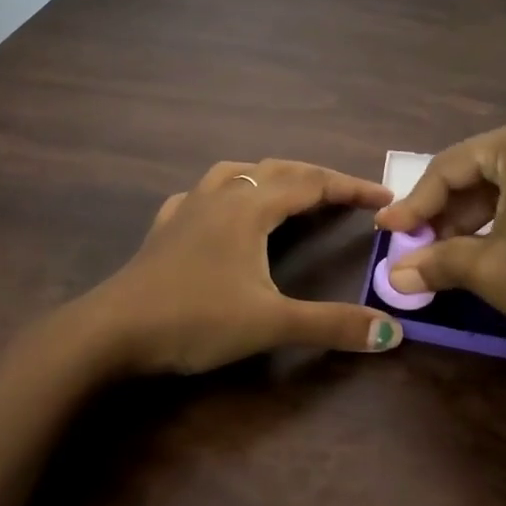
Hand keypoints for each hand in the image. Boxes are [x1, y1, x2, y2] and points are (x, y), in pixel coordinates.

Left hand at [86, 158, 405, 375]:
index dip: (350, 187)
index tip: (384, 196)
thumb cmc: (195, 319)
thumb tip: (393, 334)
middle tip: (346, 195)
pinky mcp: (165, 227)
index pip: (312, 184)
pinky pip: (202, 194)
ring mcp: (187, 208)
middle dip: (316, 178)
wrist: (112, 330)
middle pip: (277, 171)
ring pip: (236, 173)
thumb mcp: (270, 324)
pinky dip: (226, 193)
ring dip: (270, 176)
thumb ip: (332, 325)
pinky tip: (222, 212)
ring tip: (288, 191)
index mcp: (250, 208)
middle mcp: (221, 196)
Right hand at [374, 115, 505, 364]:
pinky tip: (492, 250)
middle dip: (444, 213)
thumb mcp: (491, 270)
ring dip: (473, 219)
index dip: (413, 204)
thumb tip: (394, 276)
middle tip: (417, 249)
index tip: (386, 232)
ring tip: (449, 256)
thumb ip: (437, 263)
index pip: (448, 167)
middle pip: (478, 172)